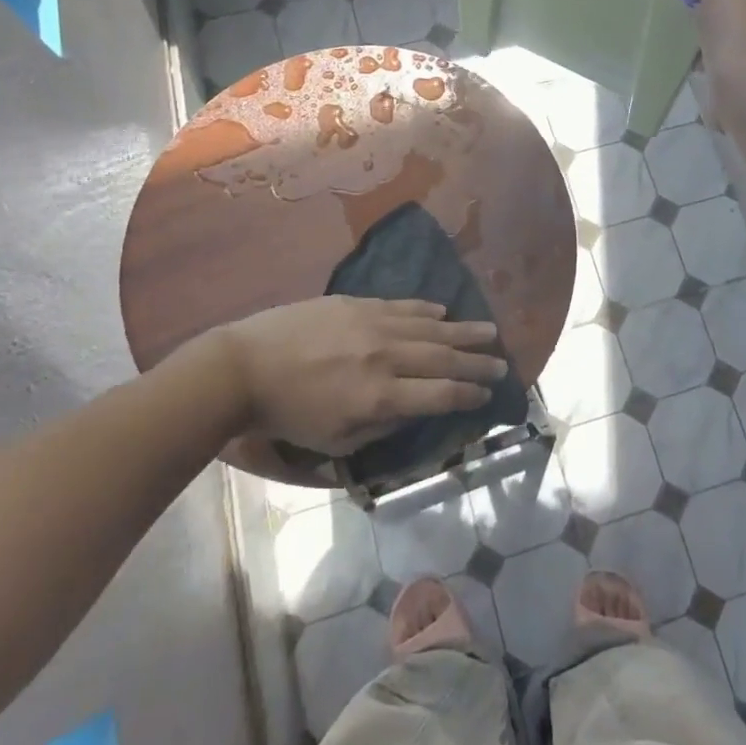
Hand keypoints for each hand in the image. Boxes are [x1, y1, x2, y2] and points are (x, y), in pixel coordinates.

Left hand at [155, 296, 504, 455]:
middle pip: (444, 358)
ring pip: (430, 327)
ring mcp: (373, 324)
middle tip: (502, 362)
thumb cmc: (288, 414)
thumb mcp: (334, 440)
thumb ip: (381, 426)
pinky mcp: (357, 304)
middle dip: (477, 362)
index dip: (469, 394)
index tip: (489, 393)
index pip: (440, 394)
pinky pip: (402, 305)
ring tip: (489, 331)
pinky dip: (426, 309)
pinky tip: (442, 311)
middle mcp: (386, 357)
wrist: (243, 367)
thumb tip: (414, 410)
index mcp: (381, 397)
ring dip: (463, 330)